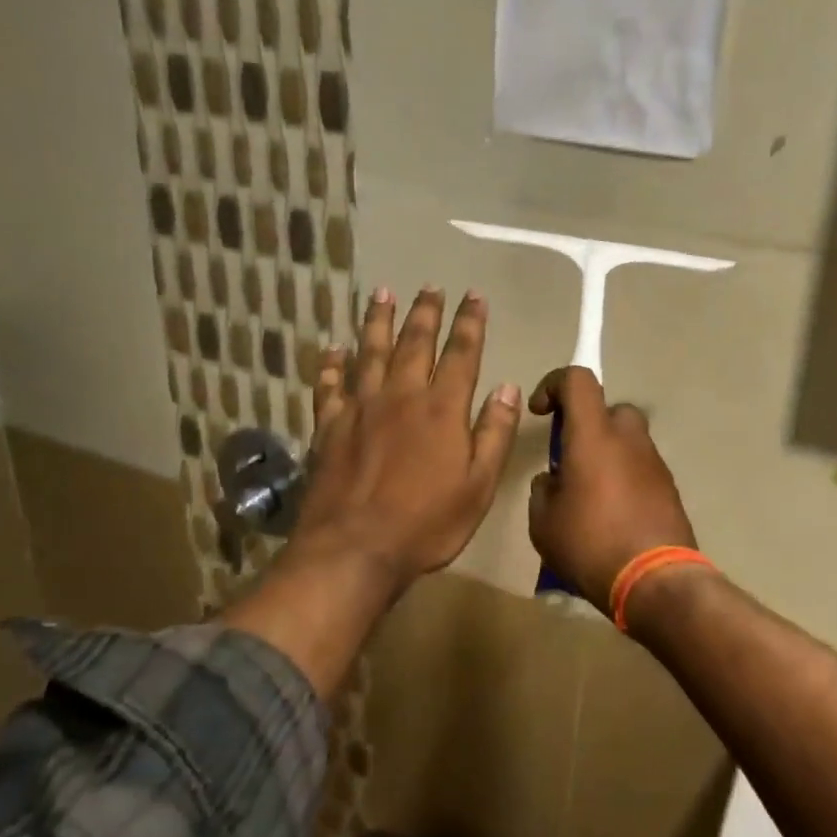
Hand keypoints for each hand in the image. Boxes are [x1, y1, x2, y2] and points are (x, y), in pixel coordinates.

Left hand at [287, 286, 521, 601]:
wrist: (354, 550)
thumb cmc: (426, 523)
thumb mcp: (478, 485)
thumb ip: (494, 433)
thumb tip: (508, 388)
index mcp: (441, 409)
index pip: (461, 354)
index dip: (470, 323)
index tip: (474, 295)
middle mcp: (400, 396)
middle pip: (414, 343)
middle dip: (425, 312)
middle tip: (429, 286)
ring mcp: (359, 409)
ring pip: (370, 352)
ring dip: (378, 321)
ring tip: (382, 293)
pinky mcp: (328, 428)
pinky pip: (329, 386)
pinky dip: (332, 364)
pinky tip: (333, 349)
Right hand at [526, 366, 698, 614]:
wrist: (655, 581)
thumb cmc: (590, 544)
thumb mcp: (544, 523)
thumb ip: (543, 491)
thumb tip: (554, 481)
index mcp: (594, 435)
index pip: (578, 380)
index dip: (555, 384)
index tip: (542, 412)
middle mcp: (628, 438)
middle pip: (609, 410)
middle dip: (587, 426)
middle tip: (570, 460)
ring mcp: (654, 462)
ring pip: (627, 440)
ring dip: (607, 454)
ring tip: (589, 496)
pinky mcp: (670, 487)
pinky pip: (640, 468)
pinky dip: (625, 477)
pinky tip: (613, 515)